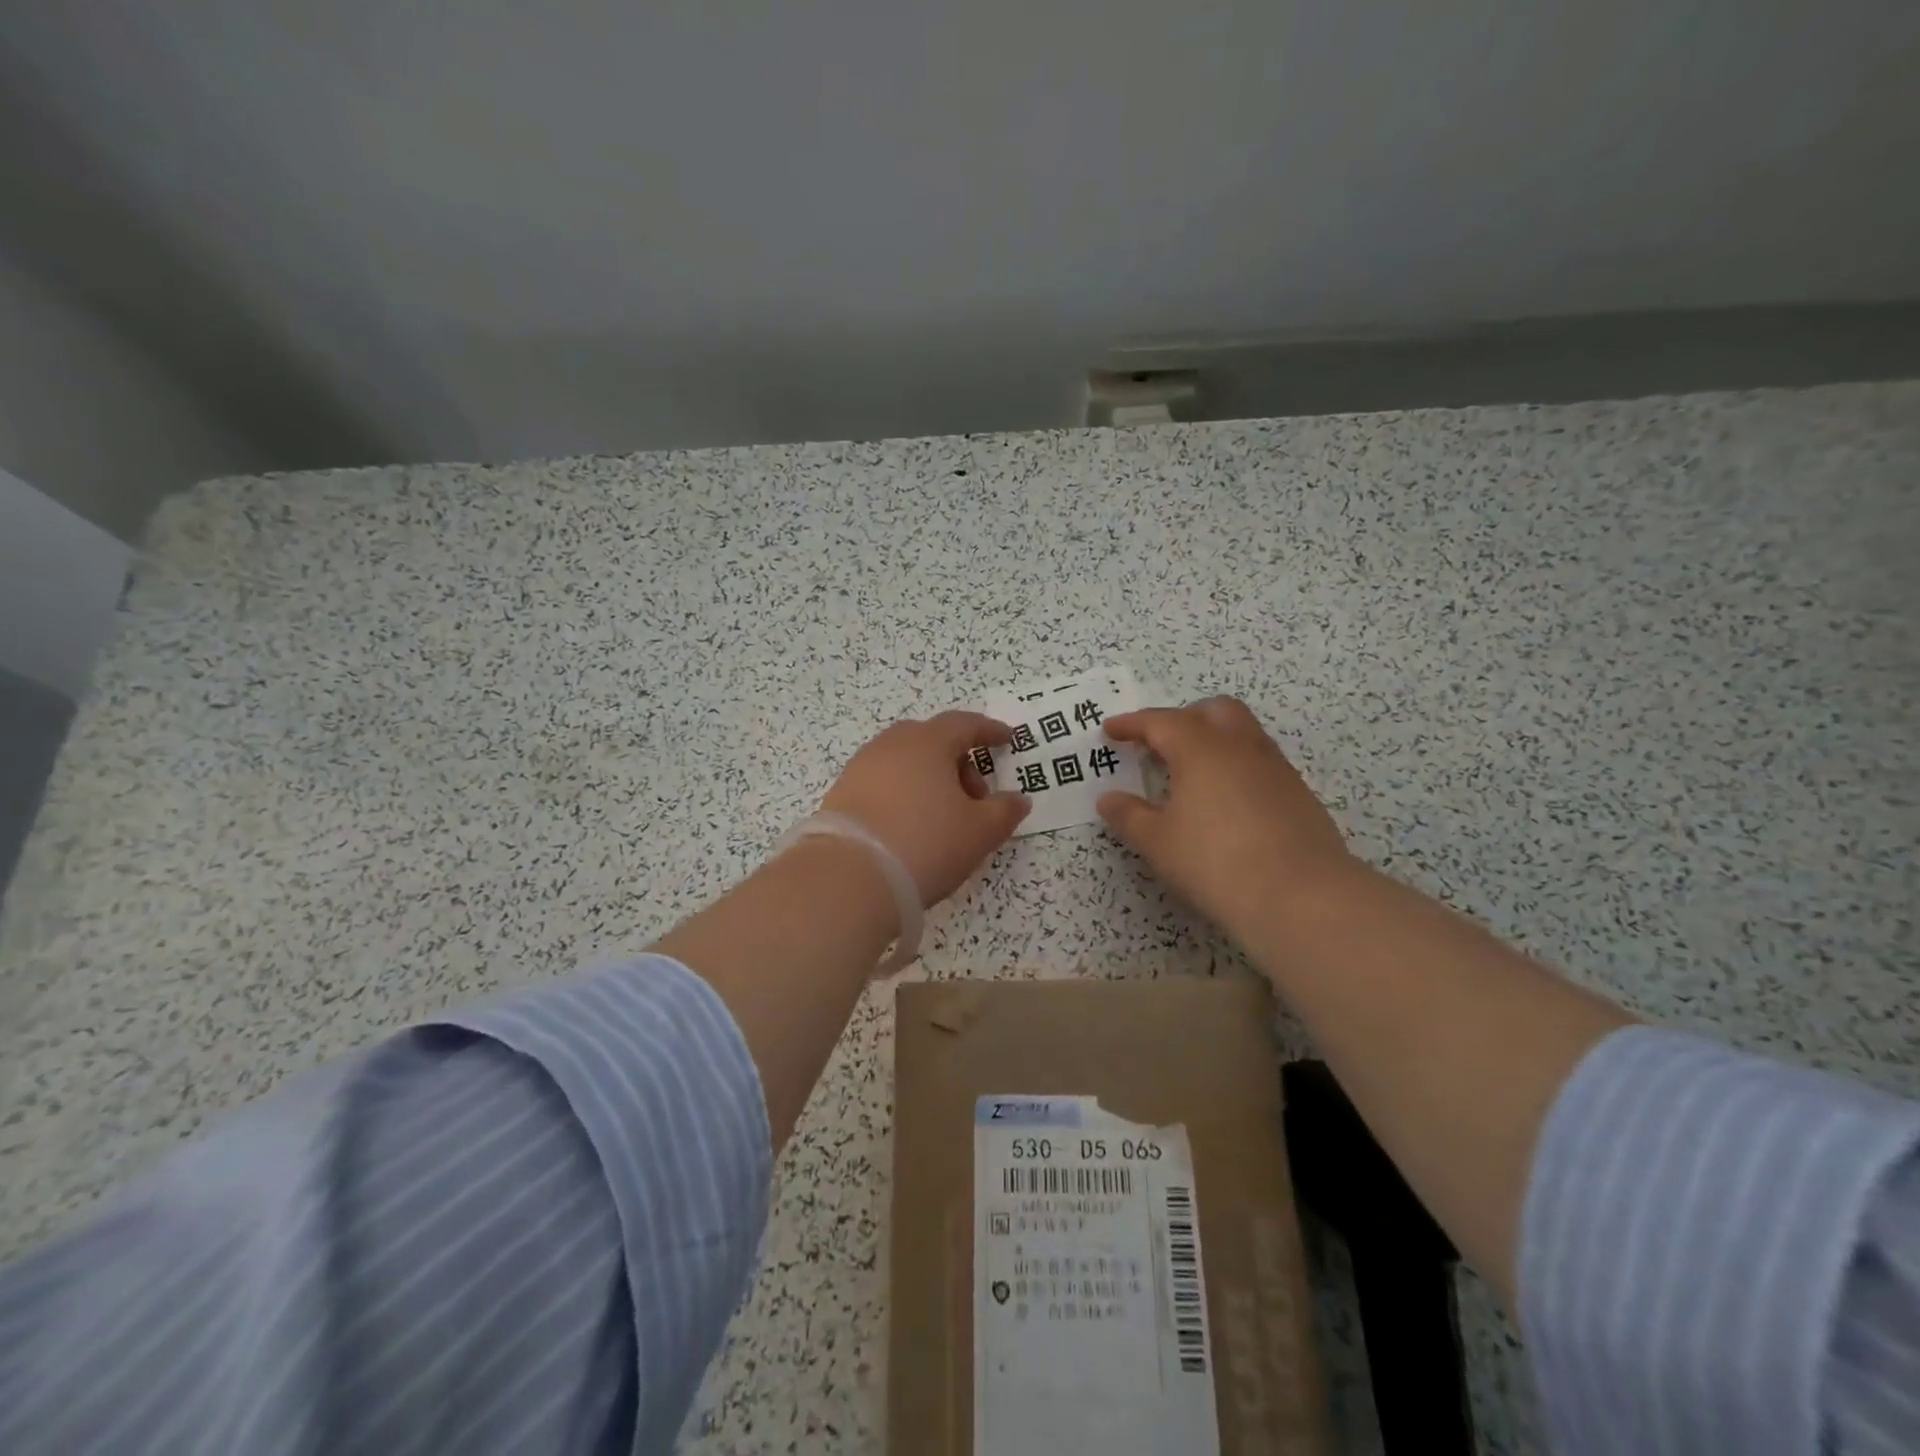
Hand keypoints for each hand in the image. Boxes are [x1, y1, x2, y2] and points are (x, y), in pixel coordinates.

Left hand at [819, 712, 1031, 904]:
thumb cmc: (925, 843)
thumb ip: (1004, 811)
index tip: (1006, 740)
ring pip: (905, 763)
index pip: (964, 724)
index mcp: (927, 742)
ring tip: (944, 817)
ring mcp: (861, 768)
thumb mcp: (980, 831)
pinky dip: (904, 795)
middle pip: (932, 741)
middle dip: (959, 762)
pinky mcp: (841, 795)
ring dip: (930, 780)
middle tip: (976, 796)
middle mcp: (890, 745)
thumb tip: (1017, 799)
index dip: (989, 731)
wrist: (849, 878)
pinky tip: (910, 827)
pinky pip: (883, 784)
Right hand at [1097, 697, 1356, 930]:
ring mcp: (1276, 768)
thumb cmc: (1215, 862)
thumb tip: (1109, 799)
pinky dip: (1235, 768)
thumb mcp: (1158, 843)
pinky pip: (1260, 763)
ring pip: (1242, 734)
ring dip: (1213, 741)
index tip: (1111, 730)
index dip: (1132, 724)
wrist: (1302, 897)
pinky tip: (1225, 803)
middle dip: (1182, 719)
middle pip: (1212, 711)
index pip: (1160, 721)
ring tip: (1191, 774)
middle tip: (1159, 744)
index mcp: (1201, 749)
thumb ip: (1129, 816)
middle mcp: (1241, 747)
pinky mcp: (1298, 795)